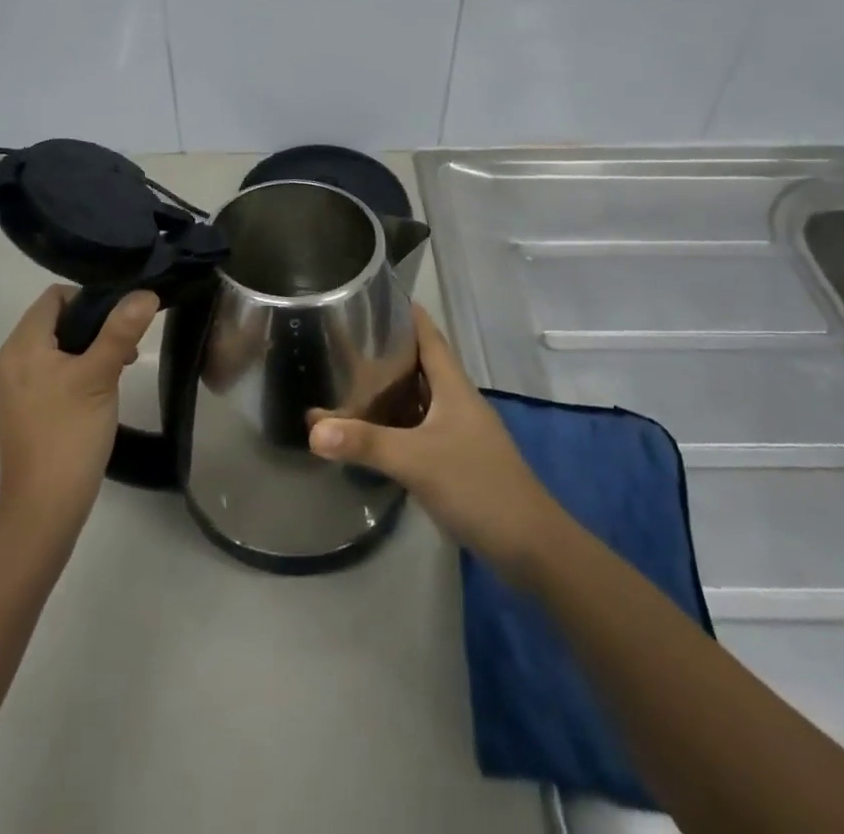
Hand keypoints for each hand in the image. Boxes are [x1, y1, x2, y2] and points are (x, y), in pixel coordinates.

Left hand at [0, 285, 158, 536]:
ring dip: (84, 349)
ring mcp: (9, 387)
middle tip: (123, 350)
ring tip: (114, 372)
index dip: (90, 299)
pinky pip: (45, 371)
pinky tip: (94, 392)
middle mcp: (8, 360)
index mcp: (21, 345)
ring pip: (51, 347)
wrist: (44, 507)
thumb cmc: (71, 433)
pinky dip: (70, 370)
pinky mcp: (17, 409)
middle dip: (91, 327)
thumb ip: (121, 330)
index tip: (119, 322)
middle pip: (53, 320)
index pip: (54, 297)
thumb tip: (145, 293)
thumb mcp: (101, 375)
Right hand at [308, 305, 560, 581]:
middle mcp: (457, 401)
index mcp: (453, 386)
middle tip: (344, 340)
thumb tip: (312, 428)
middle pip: (420, 363)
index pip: (428, 334)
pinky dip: (395, 421)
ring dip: (389, 387)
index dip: (404, 312)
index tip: (370, 296)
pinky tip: (371, 429)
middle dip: (386, 350)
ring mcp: (458, 431)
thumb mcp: (416, 461)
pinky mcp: (456, 458)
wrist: (531, 547)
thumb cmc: (477, 486)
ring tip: (348, 378)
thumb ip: (365, 443)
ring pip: (419, 397)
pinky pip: (419, 426)